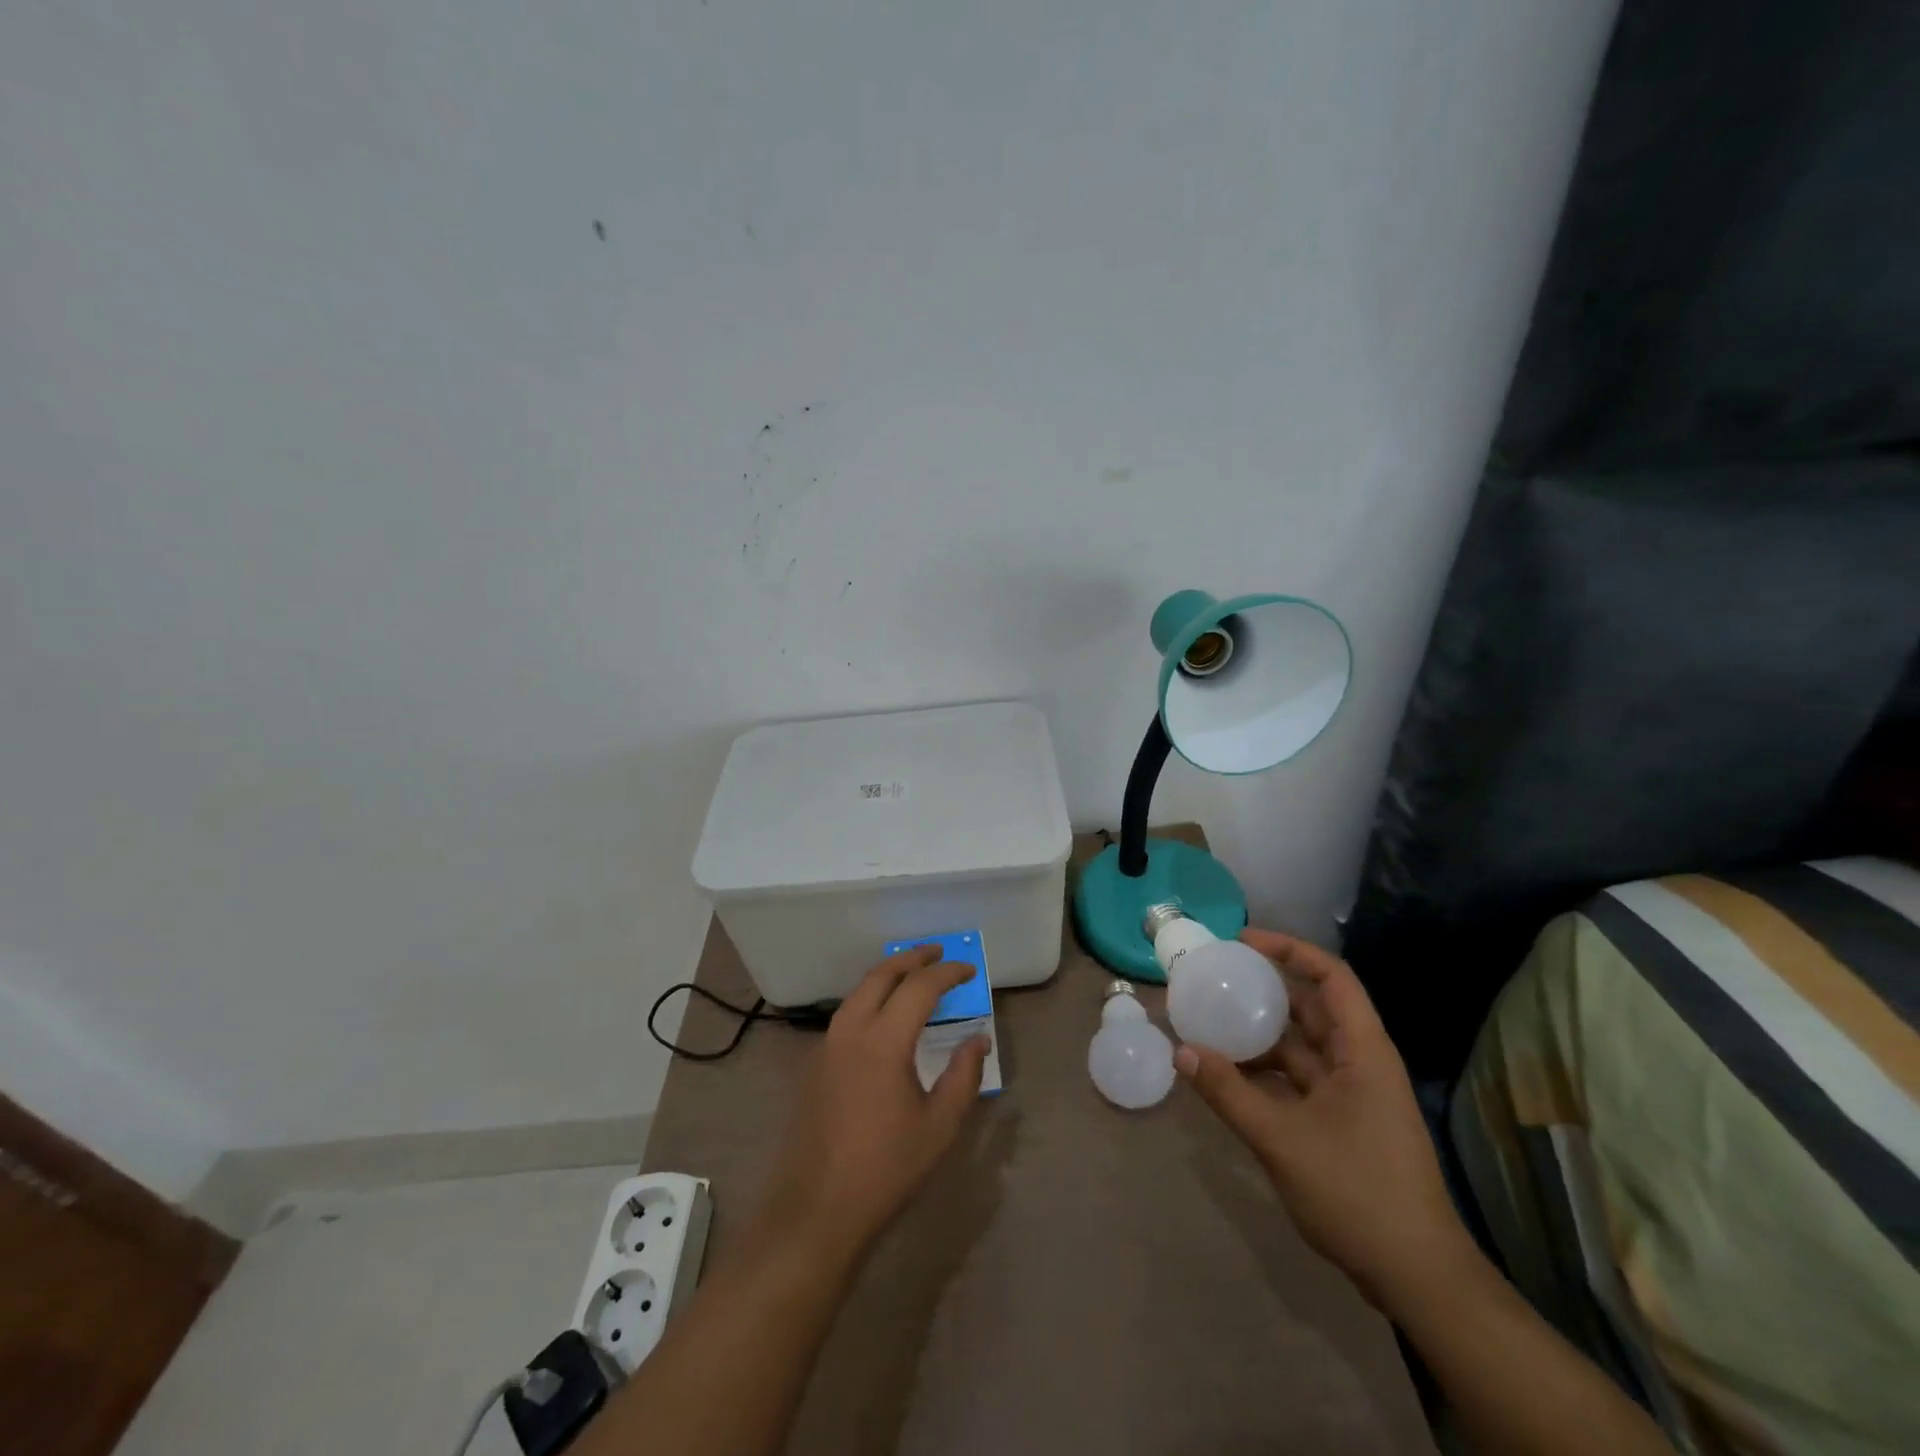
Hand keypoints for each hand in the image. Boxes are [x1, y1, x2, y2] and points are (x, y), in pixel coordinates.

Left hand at [756, 945, 988, 1259]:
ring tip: (913, 976)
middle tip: (938, 953)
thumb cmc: (886, 1169)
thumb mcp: (939, 1127)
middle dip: (912, 959)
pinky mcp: (814, 1064)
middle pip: (881, 975)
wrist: (816, 1210)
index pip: (919, 988)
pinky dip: (870, 998)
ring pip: (858, 992)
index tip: (970, 970)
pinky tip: (884, 1016)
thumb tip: (978, 1039)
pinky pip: (846, 1014)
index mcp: (883, 1041)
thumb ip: (963, 1076)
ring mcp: (826, 1046)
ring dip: (888, 975)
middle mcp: (850, 1031)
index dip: (947, 973)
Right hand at [1176, 929, 1472, 1308]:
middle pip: (1311, 1007)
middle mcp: (1360, 1062)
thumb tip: (1181, 1050)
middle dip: (1265, 989)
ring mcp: (1352, 1094)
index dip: (1289, 950)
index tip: (1242, 942)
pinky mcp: (1342, 1122)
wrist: (1417, 1277)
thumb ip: (1229, 1092)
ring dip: (1260, 1034)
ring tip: (1211, 1021)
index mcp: (1362, 1052)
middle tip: (1215, 978)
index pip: (1331, 977)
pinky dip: (1265, 1071)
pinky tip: (1229, 1074)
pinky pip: (1298, 1079)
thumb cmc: (1358, 1194)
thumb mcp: (1282, 1140)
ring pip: (1301, 1046)